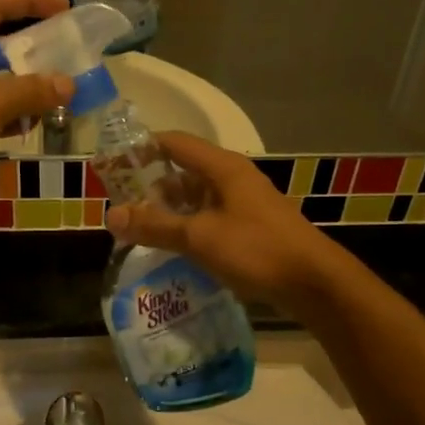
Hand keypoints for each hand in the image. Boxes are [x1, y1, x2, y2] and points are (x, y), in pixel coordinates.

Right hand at [104, 133, 345, 313]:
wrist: (313, 282)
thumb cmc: (256, 249)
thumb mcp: (199, 237)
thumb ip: (155, 226)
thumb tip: (111, 215)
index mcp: (222, 168)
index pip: (174, 143)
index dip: (142, 149)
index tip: (114, 166)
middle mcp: (233, 178)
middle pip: (184, 171)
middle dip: (152, 188)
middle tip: (123, 209)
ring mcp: (244, 203)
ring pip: (197, 198)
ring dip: (170, 211)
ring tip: (142, 232)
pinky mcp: (251, 227)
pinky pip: (211, 218)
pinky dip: (189, 227)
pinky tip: (174, 249)